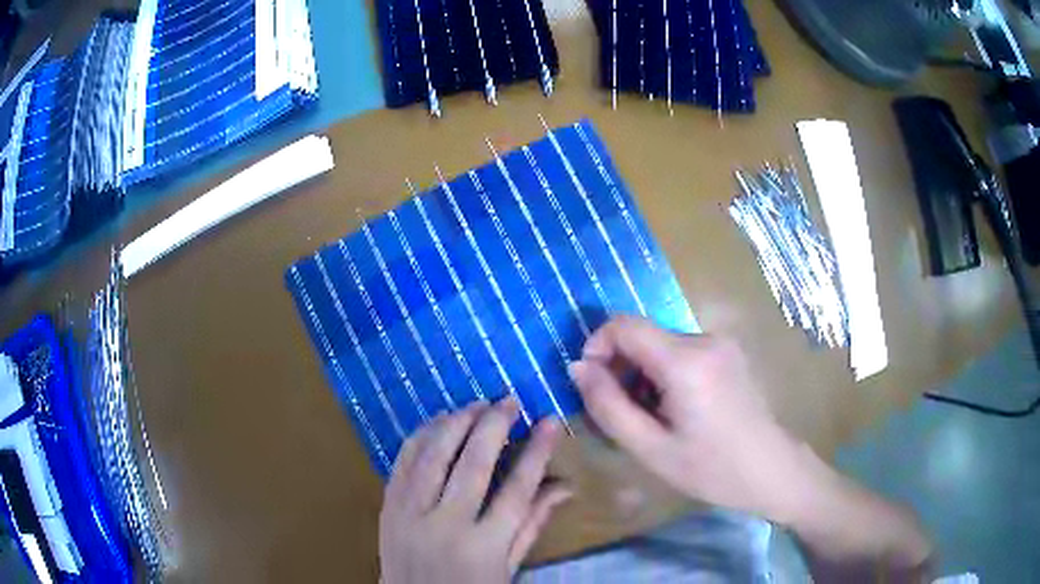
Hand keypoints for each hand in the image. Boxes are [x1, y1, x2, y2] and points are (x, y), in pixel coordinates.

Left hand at [379, 398, 569, 583]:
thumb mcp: (507, 567)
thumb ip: (533, 524)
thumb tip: (565, 484)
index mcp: (484, 547)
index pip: (518, 490)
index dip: (537, 451)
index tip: (550, 421)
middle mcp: (446, 526)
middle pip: (473, 464)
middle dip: (494, 425)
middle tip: (510, 401)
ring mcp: (410, 515)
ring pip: (433, 456)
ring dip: (455, 423)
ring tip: (476, 404)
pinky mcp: (387, 508)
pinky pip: (402, 463)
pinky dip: (420, 436)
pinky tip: (437, 422)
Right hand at [568, 315, 807, 521]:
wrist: (771, 470)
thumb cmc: (711, 468)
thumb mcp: (650, 448)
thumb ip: (607, 406)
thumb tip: (578, 368)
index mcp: (685, 360)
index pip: (623, 324)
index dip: (597, 347)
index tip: (593, 385)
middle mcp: (704, 339)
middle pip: (643, 335)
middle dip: (621, 368)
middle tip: (623, 413)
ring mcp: (720, 343)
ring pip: (660, 345)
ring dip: (643, 375)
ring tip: (653, 418)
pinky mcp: (728, 352)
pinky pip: (682, 352)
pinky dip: (665, 374)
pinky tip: (677, 410)